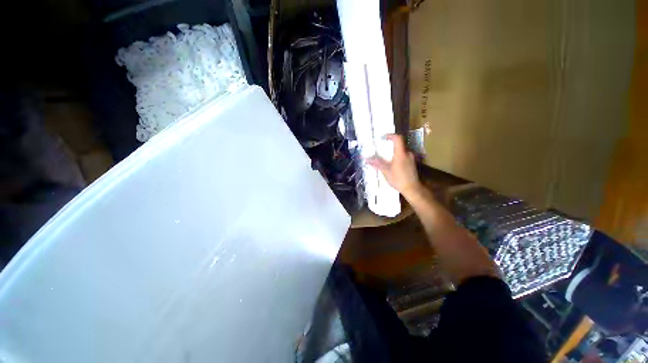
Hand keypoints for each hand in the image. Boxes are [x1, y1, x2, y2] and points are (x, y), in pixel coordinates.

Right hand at [367, 134, 421, 197]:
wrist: (412, 188)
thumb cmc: (398, 179)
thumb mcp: (386, 171)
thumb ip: (377, 164)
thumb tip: (367, 159)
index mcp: (401, 154)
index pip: (398, 139)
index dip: (390, 136)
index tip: (383, 137)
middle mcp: (408, 153)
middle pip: (399, 144)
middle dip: (390, 145)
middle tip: (382, 148)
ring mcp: (411, 158)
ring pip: (402, 151)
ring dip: (394, 152)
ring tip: (386, 158)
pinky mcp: (412, 163)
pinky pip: (404, 156)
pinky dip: (398, 156)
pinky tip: (393, 164)